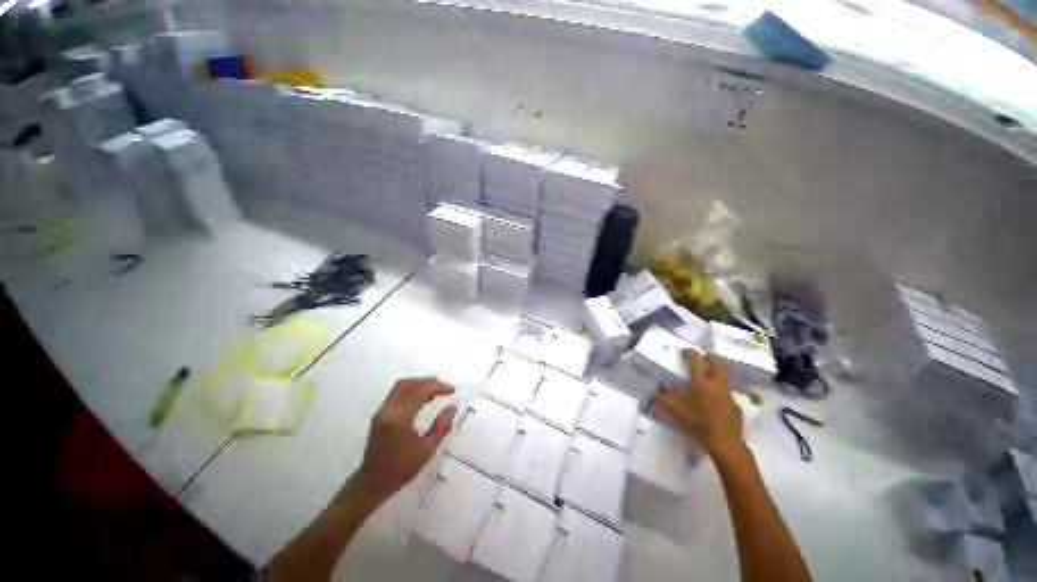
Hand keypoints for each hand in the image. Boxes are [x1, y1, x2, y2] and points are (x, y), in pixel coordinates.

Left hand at [353, 377, 457, 502]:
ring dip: (420, 383)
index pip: (421, 392)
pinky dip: (412, 389)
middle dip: (430, 382)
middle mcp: (389, 410)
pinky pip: (397, 393)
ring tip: (436, 390)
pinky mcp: (380, 413)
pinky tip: (422, 397)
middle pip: (410, 384)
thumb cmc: (401, 469)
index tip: (452, 390)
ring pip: (402, 385)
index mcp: (400, 419)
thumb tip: (452, 407)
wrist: (372, 483)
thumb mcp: (427, 450)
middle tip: (445, 387)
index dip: (438, 387)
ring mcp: (382, 410)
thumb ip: (442, 426)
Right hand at [651, 349, 743, 455]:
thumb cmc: (698, 424)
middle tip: (699, 357)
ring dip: (715, 368)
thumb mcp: (675, 411)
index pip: (696, 360)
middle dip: (707, 357)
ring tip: (706, 372)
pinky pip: (726, 387)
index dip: (689, 353)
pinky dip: (719, 383)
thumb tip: (654, 390)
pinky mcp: (734, 403)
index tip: (683, 351)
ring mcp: (728, 393)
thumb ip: (663, 398)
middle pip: (716, 362)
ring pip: (723, 373)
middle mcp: (716, 383)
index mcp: (700, 382)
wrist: (725, 444)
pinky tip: (713, 394)